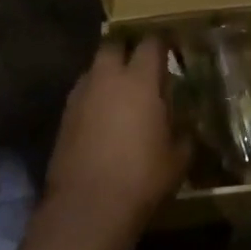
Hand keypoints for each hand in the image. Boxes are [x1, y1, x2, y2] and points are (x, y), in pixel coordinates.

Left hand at [45, 36, 189, 236]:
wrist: (88, 206)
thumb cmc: (142, 178)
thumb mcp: (178, 159)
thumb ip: (183, 135)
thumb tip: (186, 128)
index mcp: (140, 80)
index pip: (151, 44)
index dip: (162, 43)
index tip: (171, 49)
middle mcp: (107, 78)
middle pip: (114, 45)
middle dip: (127, 50)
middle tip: (142, 66)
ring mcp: (81, 94)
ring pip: (95, 69)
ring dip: (108, 74)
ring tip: (122, 93)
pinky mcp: (64, 114)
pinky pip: (83, 93)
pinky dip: (94, 97)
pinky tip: (103, 117)